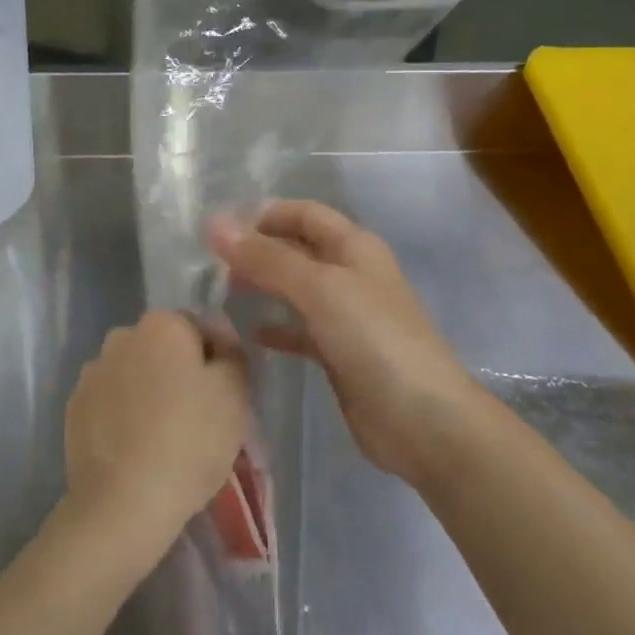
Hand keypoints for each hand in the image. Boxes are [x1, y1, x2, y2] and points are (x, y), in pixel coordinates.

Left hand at [64, 311, 250, 561]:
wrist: (123, 503)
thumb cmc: (189, 440)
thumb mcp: (234, 393)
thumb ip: (233, 356)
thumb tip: (220, 346)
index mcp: (162, 324)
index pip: (201, 327)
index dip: (220, 357)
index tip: (228, 392)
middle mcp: (122, 336)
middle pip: (164, 348)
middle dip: (181, 371)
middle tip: (200, 413)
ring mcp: (92, 372)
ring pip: (135, 373)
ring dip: (150, 390)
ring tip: (165, 434)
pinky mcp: (74, 408)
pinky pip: (111, 402)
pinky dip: (125, 414)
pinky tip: (137, 446)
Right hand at [209, 200, 478, 482]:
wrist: (423, 421)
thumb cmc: (374, 340)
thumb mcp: (320, 288)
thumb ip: (267, 258)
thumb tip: (215, 224)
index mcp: (354, 246)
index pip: (304, 213)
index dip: (265, 214)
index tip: (219, 228)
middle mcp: (350, 273)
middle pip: (297, 249)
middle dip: (258, 249)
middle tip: (210, 262)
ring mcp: (346, 315)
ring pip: (296, 289)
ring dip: (263, 285)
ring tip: (220, 291)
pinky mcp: (340, 354)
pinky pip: (300, 330)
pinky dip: (276, 327)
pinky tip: (249, 333)